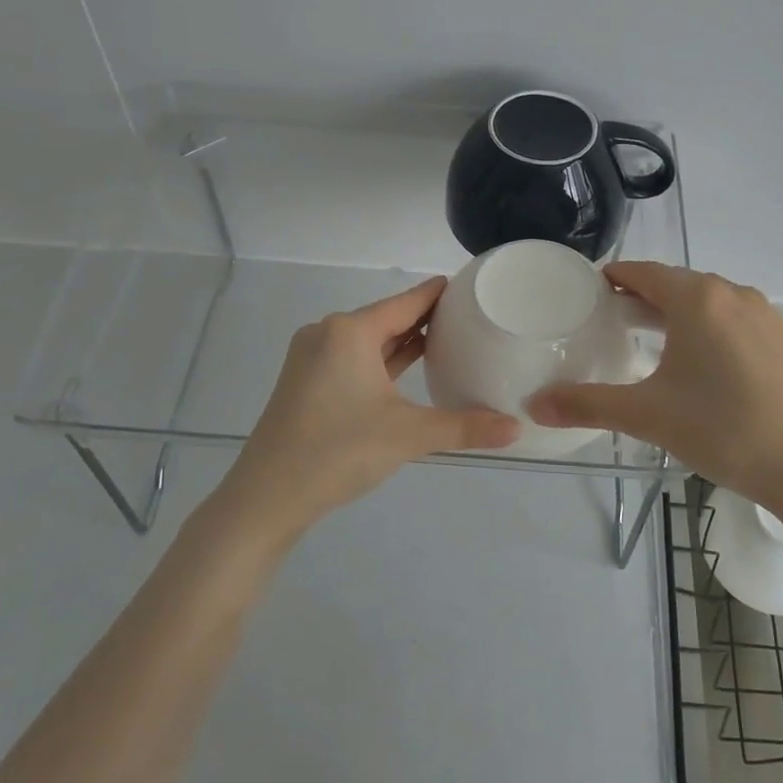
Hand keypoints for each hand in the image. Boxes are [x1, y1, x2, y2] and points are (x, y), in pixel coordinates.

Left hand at [228, 278, 520, 534]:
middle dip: (425, 318)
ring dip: (403, 340)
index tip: (469, 285)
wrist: (267, 497)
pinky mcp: (306, 382)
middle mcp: (328, 334)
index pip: (406, 302)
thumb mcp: (408, 435)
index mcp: (350, 331)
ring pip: (368, 340)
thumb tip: (516, 428)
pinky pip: (353, 359)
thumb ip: (464, 427)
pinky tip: (406, 368)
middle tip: (469, 317)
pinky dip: (381, 360)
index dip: (439, 294)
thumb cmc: (338, 451)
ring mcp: (312, 358)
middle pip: (387, 317)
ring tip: (446, 339)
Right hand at [528, 263, 782, 505]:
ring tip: (651, 343)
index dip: (612, 280)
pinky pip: (735, 319)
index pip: (642, 272)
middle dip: (641, 299)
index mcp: (698, 299)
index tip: (588, 296)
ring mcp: (766, 314)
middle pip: (675, 285)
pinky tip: (703, 365)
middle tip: (611, 324)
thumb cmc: (722, 431)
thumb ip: (586, 405)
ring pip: (708, 301)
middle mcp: (733, 293)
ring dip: (677, 314)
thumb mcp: (647, 416)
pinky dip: (710, 329)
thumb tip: (534, 405)